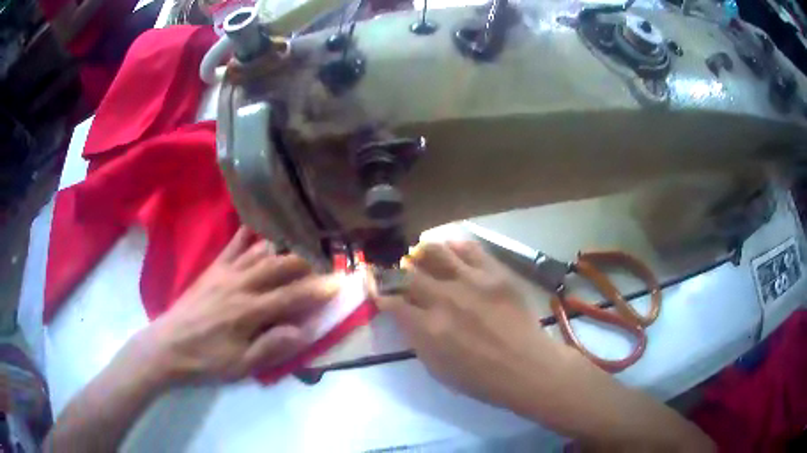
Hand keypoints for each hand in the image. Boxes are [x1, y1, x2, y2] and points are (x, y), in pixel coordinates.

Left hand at [126, 227, 340, 384]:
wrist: (168, 346)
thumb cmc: (207, 360)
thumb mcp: (241, 365)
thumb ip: (272, 347)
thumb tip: (303, 330)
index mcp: (249, 311)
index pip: (291, 297)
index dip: (317, 290)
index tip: (338, 283)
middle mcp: (240, 285)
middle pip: (279, 267)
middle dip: (305, 262)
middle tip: (324, 259)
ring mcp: (225, 273)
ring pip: (259, 253)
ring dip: (283, 246)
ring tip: (301, 240)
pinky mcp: (212, 270)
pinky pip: (232, 246)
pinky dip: (246, 234)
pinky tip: (256, 225)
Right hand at [375, 241, 573, 414]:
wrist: (527, 367)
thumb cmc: (481, 378)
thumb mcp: (438, 369)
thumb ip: (417, 339)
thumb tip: (406, 316)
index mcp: (428, 327)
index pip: (392, 301)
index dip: (380, 293)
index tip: (377, 290)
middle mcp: (445, 298)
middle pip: (408, 274)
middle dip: (395, 272)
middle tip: (395, 273)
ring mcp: (472, 281)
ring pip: (435, 251)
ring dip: (421, 253)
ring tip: (419, 255)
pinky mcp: (495, 273)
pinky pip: (469, 248)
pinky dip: (454, 246)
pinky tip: (450, 250)